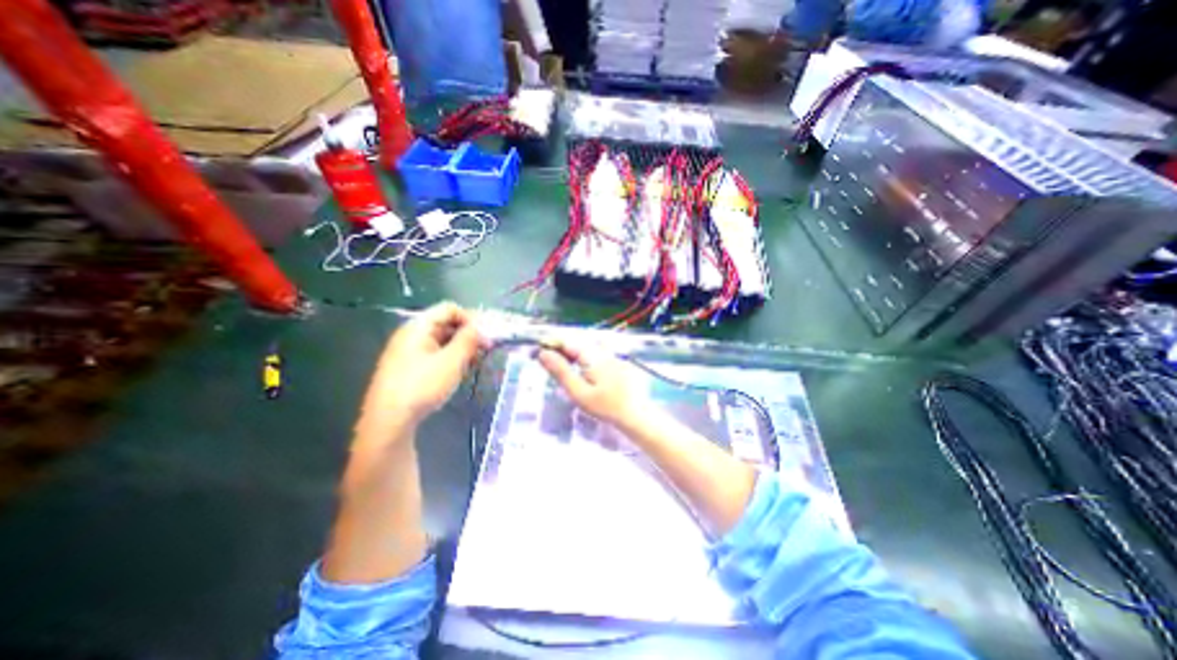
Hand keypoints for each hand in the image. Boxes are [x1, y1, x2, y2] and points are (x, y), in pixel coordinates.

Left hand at [358, 305, 488, 442]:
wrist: (389, 421)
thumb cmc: (422, 386)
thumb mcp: (451, 362)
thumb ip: (469, 340)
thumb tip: (483, 326)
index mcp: (418, 327)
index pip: (449, 309)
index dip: (471, 317)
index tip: (488, 333)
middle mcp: (411, 334)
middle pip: (445, 323)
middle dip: (468, 333)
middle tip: (486, 348)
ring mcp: (408, 351)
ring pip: (442, 339)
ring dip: (461, 346)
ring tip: (476, 360)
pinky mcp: (409, 367)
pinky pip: (435, 353)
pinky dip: (451, 356)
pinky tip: (460, 370)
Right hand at [538, 343, 652, 429]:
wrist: (636, 414)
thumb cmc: (606, 406)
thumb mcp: (579, 392)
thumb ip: (561, 371)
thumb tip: (543, 353)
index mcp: (591, 354)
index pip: (566, 341)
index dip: (550, 344)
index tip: (537, 354)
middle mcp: (601, 350)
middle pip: (575, 344)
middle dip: (559, 351)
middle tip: (546, 365)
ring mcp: (611, 355)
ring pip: (584, 350)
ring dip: (570, 357)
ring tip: (561, 370)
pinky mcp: (616, 362)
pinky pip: (594, 356)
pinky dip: (583, 361)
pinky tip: (580, 374)